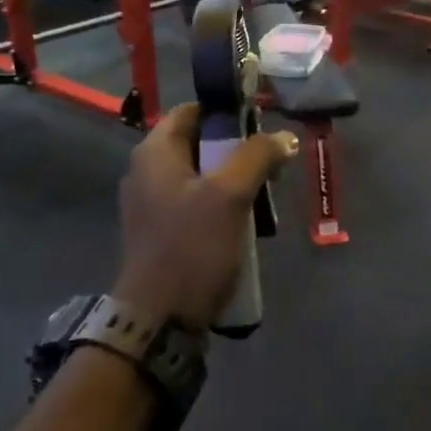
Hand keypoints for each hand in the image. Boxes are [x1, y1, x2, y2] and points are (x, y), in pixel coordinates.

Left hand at [114, 103, 297, 329]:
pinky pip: (195, 206)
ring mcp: (152, 206)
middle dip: (236, 150)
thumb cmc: (192, 246)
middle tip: (271, 163)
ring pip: (199, 177)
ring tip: (265, 194)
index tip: (261, 123)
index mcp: (154, 153)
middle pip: (197, 144)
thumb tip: (284, 137)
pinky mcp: (162, 235)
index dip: (225, 112)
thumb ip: (257, 157)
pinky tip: (245, 223)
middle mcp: (146, 173)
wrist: (160, 318)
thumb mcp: (230, 195)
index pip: (190, 111)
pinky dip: (220, 206)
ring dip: (233, 181)